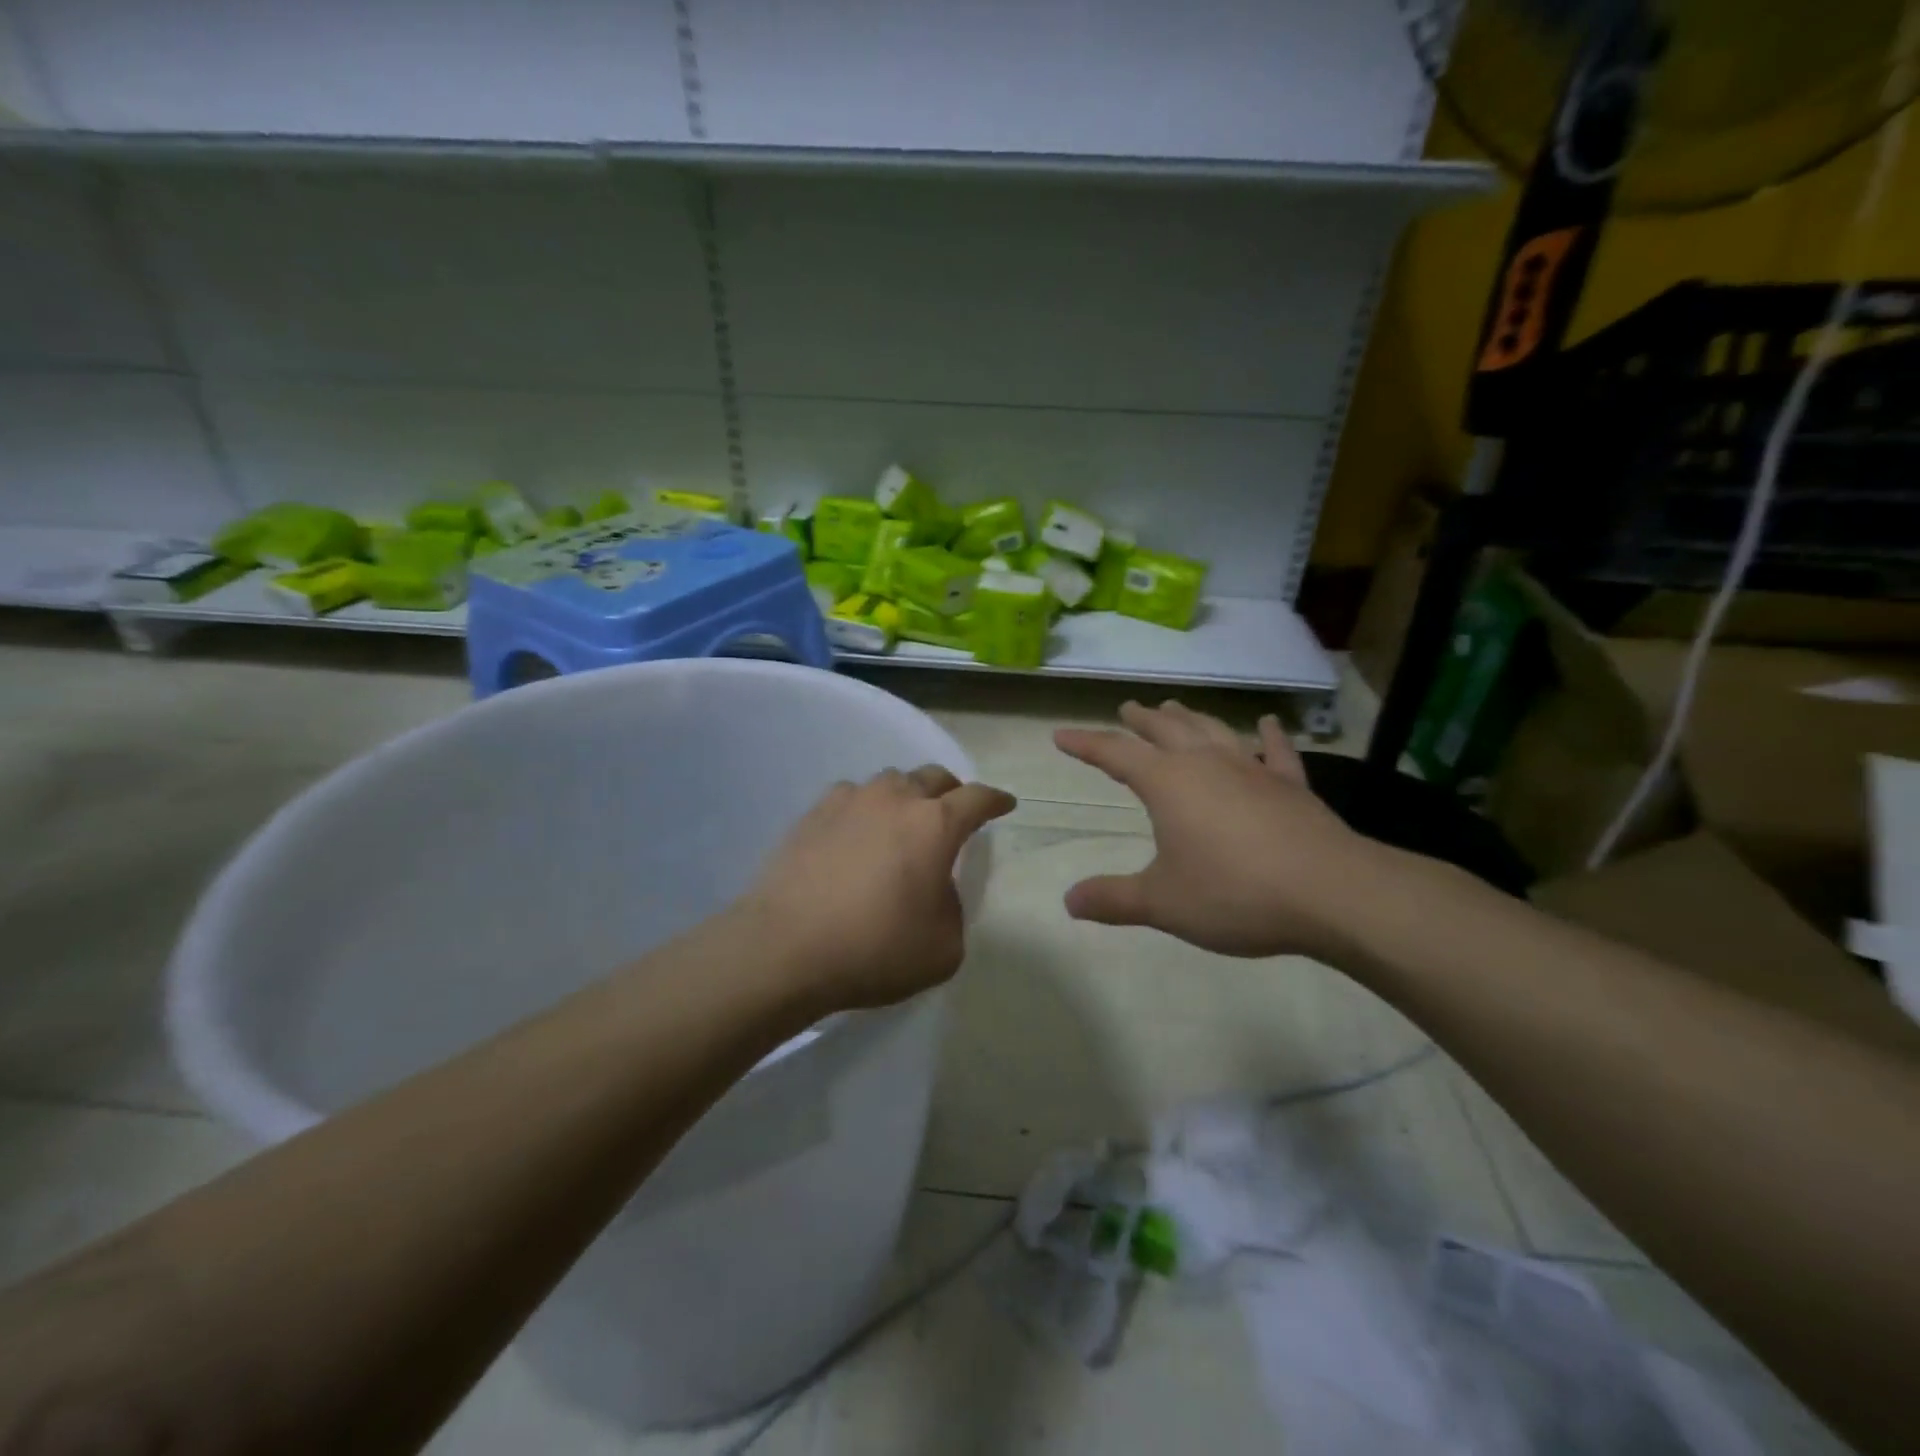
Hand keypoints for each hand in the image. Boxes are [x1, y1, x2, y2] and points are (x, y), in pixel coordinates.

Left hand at [739, 767, 1015, 1012]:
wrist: (784, 949)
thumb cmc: (874, 950)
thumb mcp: (943, 948)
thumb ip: (954, 909)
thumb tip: (936, 889)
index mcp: (935, 825)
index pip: (978, 798)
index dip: (996, 800)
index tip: (1005, 805)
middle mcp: (895, 799)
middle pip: (934, 777)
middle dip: (952, 792)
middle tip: (954, 814)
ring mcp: (850, 801)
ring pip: (891, 781)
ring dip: (906, 796)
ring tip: (903, 822)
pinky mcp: (813, 813)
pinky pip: (851, 796)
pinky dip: (865, 808)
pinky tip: (857, 832)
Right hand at [1055, 700, 1383, 959]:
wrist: (1330, 893)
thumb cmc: (1234, 894)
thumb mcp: (1163, 903)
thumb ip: (1114, 899)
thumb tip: (1069, 901)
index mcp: (1168, 784)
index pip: (1115, 755)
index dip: (1085, 744)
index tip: (1061, 735)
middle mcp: (1206, 764)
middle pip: (1166, 730)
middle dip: (1141, 720)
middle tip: (1127, 708)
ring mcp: (1253, 770)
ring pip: (1213, 731)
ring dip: (1190, 718)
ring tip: (1175, 707)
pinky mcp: (1292, 786)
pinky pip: (1276, 752)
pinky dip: (1269, 736)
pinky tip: (1266, 724)